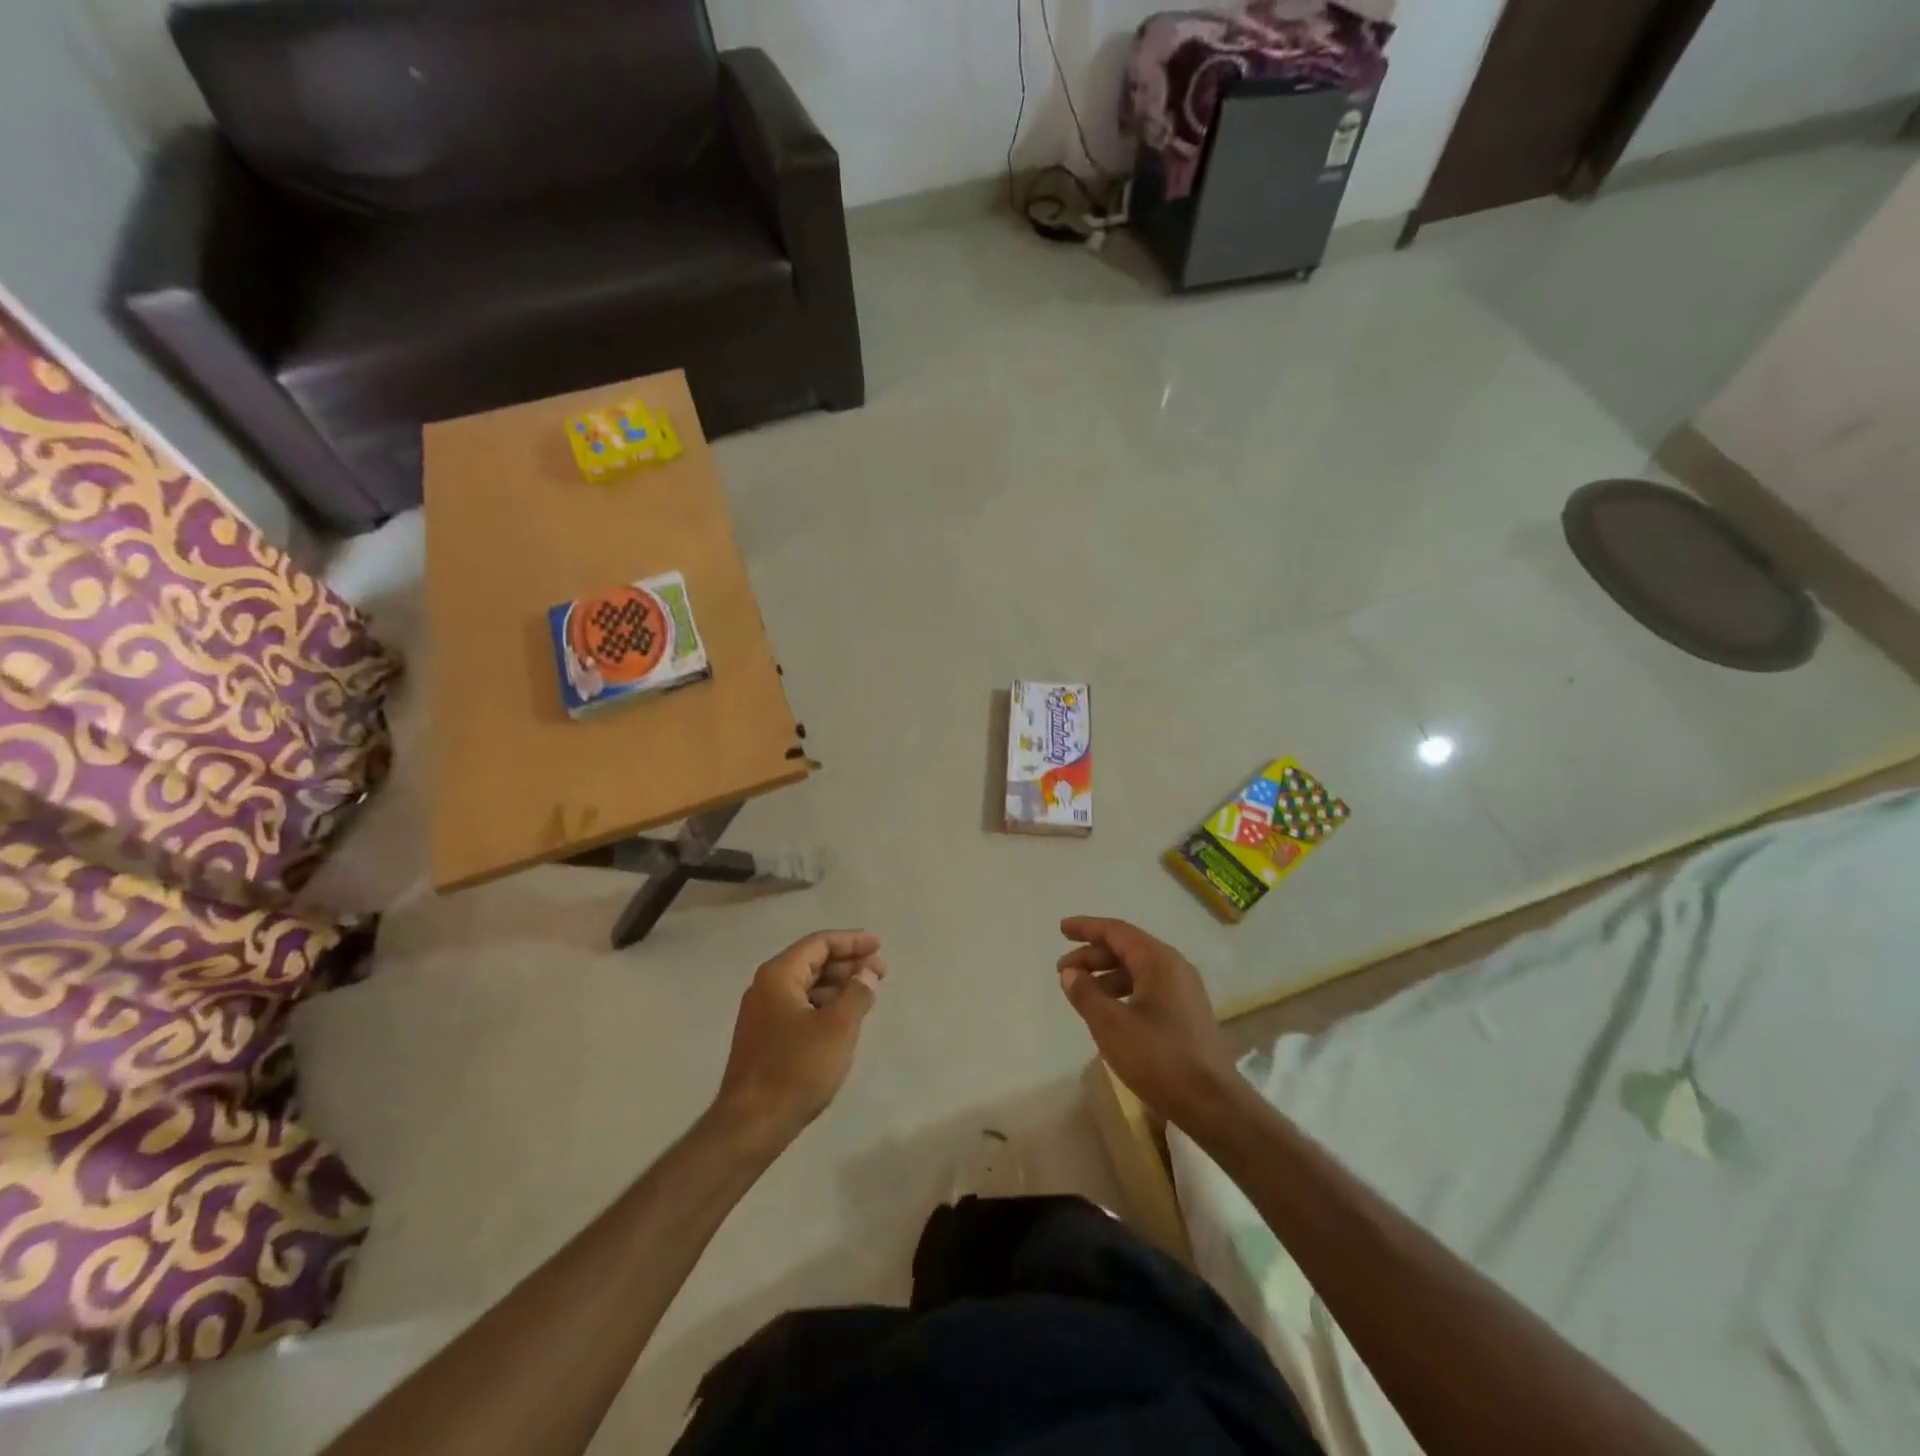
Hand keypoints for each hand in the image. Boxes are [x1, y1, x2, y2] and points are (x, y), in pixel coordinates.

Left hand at [713, 930, 886, 1145]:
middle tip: (880, 972)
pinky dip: (825, 1005)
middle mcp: (766, 987)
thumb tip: (867, 974)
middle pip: (812, 961)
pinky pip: (800, 1007)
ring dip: (838, 985)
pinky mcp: (765, 1038)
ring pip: (807, 986)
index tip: (879, 946)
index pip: (819, 943)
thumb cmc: (796, 1069)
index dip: (852, 941)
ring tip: (867, 994)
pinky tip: (844, 1018)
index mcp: (779, 975)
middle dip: (848, 963)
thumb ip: (857, 993)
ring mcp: (762, 1014)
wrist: (751, 1124)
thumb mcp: (838, 1028)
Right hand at [1056, 916, 1239, 1126]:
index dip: (1086, 927)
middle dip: (1092, 955)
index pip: (1117, 931)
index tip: (1061, 929)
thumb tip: (1069, 972)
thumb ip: (1086, 994)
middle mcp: (1174, 967)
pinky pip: (1148, 988)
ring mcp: (1184, 990)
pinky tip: (1107, 1011)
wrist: (1212, 1103)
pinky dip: (1122, 991)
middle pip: (1127, 948)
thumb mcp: (1112, 1025)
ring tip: (1081, 992)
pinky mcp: (1186, 1013)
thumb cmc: (1159, 1058)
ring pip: (1137, 970)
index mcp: (1159, 961)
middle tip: (1063, 970)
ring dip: (1106, 975)